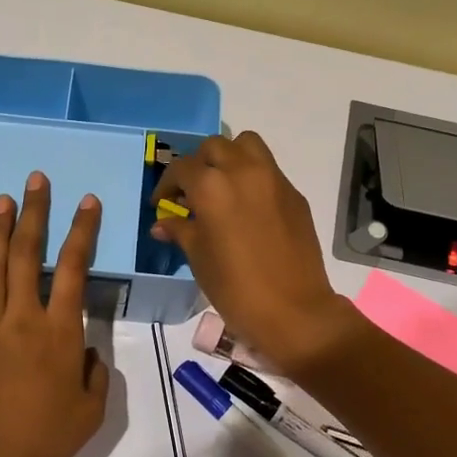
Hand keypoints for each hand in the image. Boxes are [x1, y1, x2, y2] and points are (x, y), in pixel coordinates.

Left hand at [0, 172, 110, 456]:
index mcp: (59, 331)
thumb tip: (83, 348)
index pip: (73, 267)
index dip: (82, 231)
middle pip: (26, 253)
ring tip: (4, 196)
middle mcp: (22, 317)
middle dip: (34, 212)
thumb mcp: (93, 406)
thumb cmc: (49, 437)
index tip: (87, 202)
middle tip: (36, 180)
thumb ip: (94, 368)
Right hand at [151, 132, 357, 376]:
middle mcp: (243, 172)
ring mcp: (274, 180)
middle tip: (192, 191)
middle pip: (214, 147)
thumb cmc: (236, 289)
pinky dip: (253, 176)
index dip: (167, 185)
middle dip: (198, 164)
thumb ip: (181, 231)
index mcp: (212, 187)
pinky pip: (269, 170)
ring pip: (247, 145)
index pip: (182, 169)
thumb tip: (163, 223)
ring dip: (229, 157)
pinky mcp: (294, 194)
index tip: (162, 204)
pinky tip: (248, 207)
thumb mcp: (199, 259)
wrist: (294, 311)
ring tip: (222, 186)